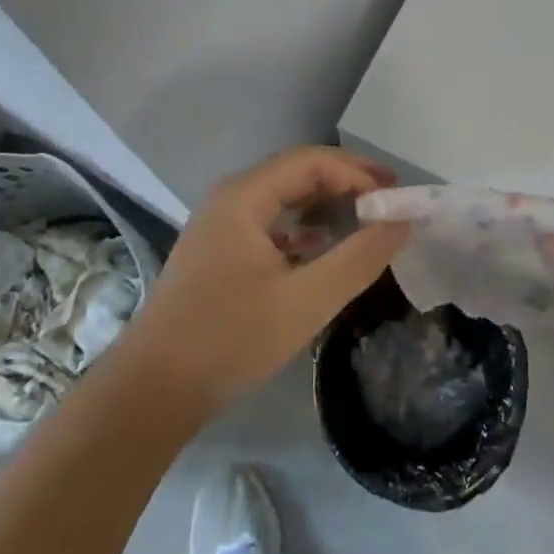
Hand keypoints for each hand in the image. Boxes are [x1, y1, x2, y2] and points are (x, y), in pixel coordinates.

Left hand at [118, 146, 409, 417]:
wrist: (151, 392)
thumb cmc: (229, 339)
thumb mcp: (306, 301)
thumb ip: (359, 258)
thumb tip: (402, 222)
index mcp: (245, 195)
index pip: (312, 161)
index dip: (358, 172)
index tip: (395, 198)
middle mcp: (231, 198)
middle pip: (298, 172)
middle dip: (346, 183)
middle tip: (389, 202)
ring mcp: (221, 224)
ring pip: (284, 198)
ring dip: (326, 205)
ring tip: (366, 222)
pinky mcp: (219, 252)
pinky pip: (271, 223)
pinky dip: (305, 229)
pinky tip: (325, 251)